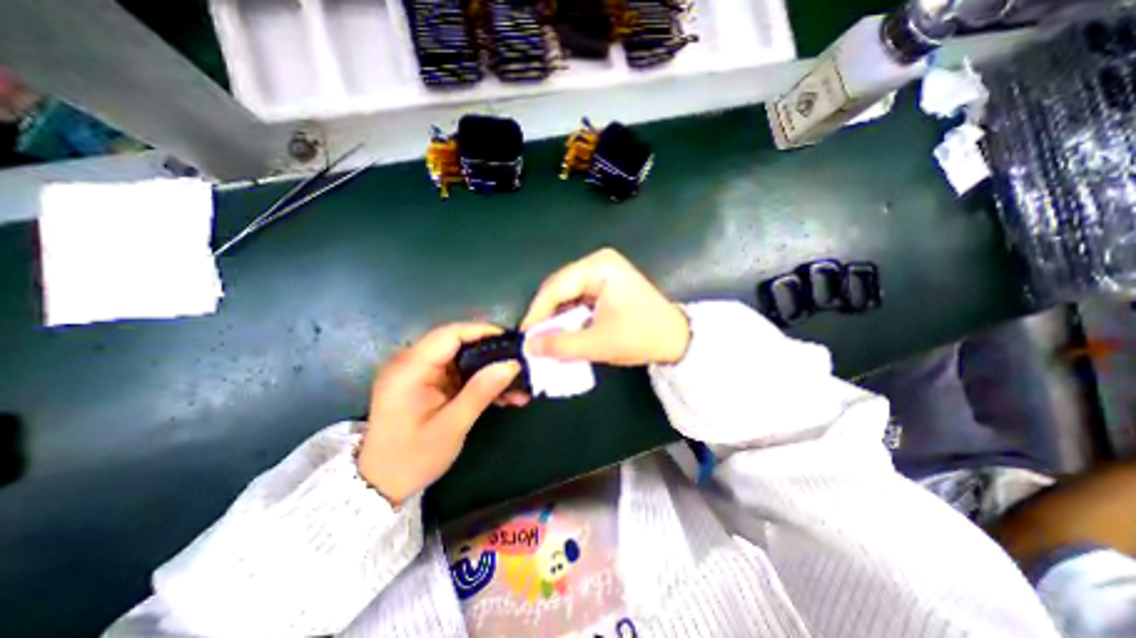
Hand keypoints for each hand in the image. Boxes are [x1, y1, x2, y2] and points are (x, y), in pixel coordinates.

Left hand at [355, 325, 521, 507]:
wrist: (381, 484)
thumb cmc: (412, 458)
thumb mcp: (451, 427)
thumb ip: (480, 392)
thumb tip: (511, 364)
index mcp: (409, 369)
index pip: (449, 334)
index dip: (481, 332)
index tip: (510, 342)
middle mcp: (410, 363)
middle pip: (457, 343)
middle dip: (490, 353)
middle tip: (518, 365)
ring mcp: (418, 372)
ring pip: (461, 358)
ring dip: (488, 369)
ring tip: (515, 386)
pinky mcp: (426, 382)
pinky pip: (457, 372)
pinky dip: (479, 380)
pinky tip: (500, 395)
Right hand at [517, 249, 688, 367]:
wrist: (676, 340)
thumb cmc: (642, 336)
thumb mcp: (599, 343)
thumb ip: (560, 345)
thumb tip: (528, 346)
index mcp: (599, 267)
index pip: (556, 287)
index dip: (537, 312)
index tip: (525, 336)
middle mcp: (598, 263)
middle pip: (559, 288)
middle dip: (546, 315)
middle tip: (534, 340)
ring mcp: (602, 273)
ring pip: (566, 295)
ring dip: (557, 318)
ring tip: (546, 339)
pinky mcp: (604, 285)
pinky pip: (577, 299)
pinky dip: (569, 317)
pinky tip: (564, 332)